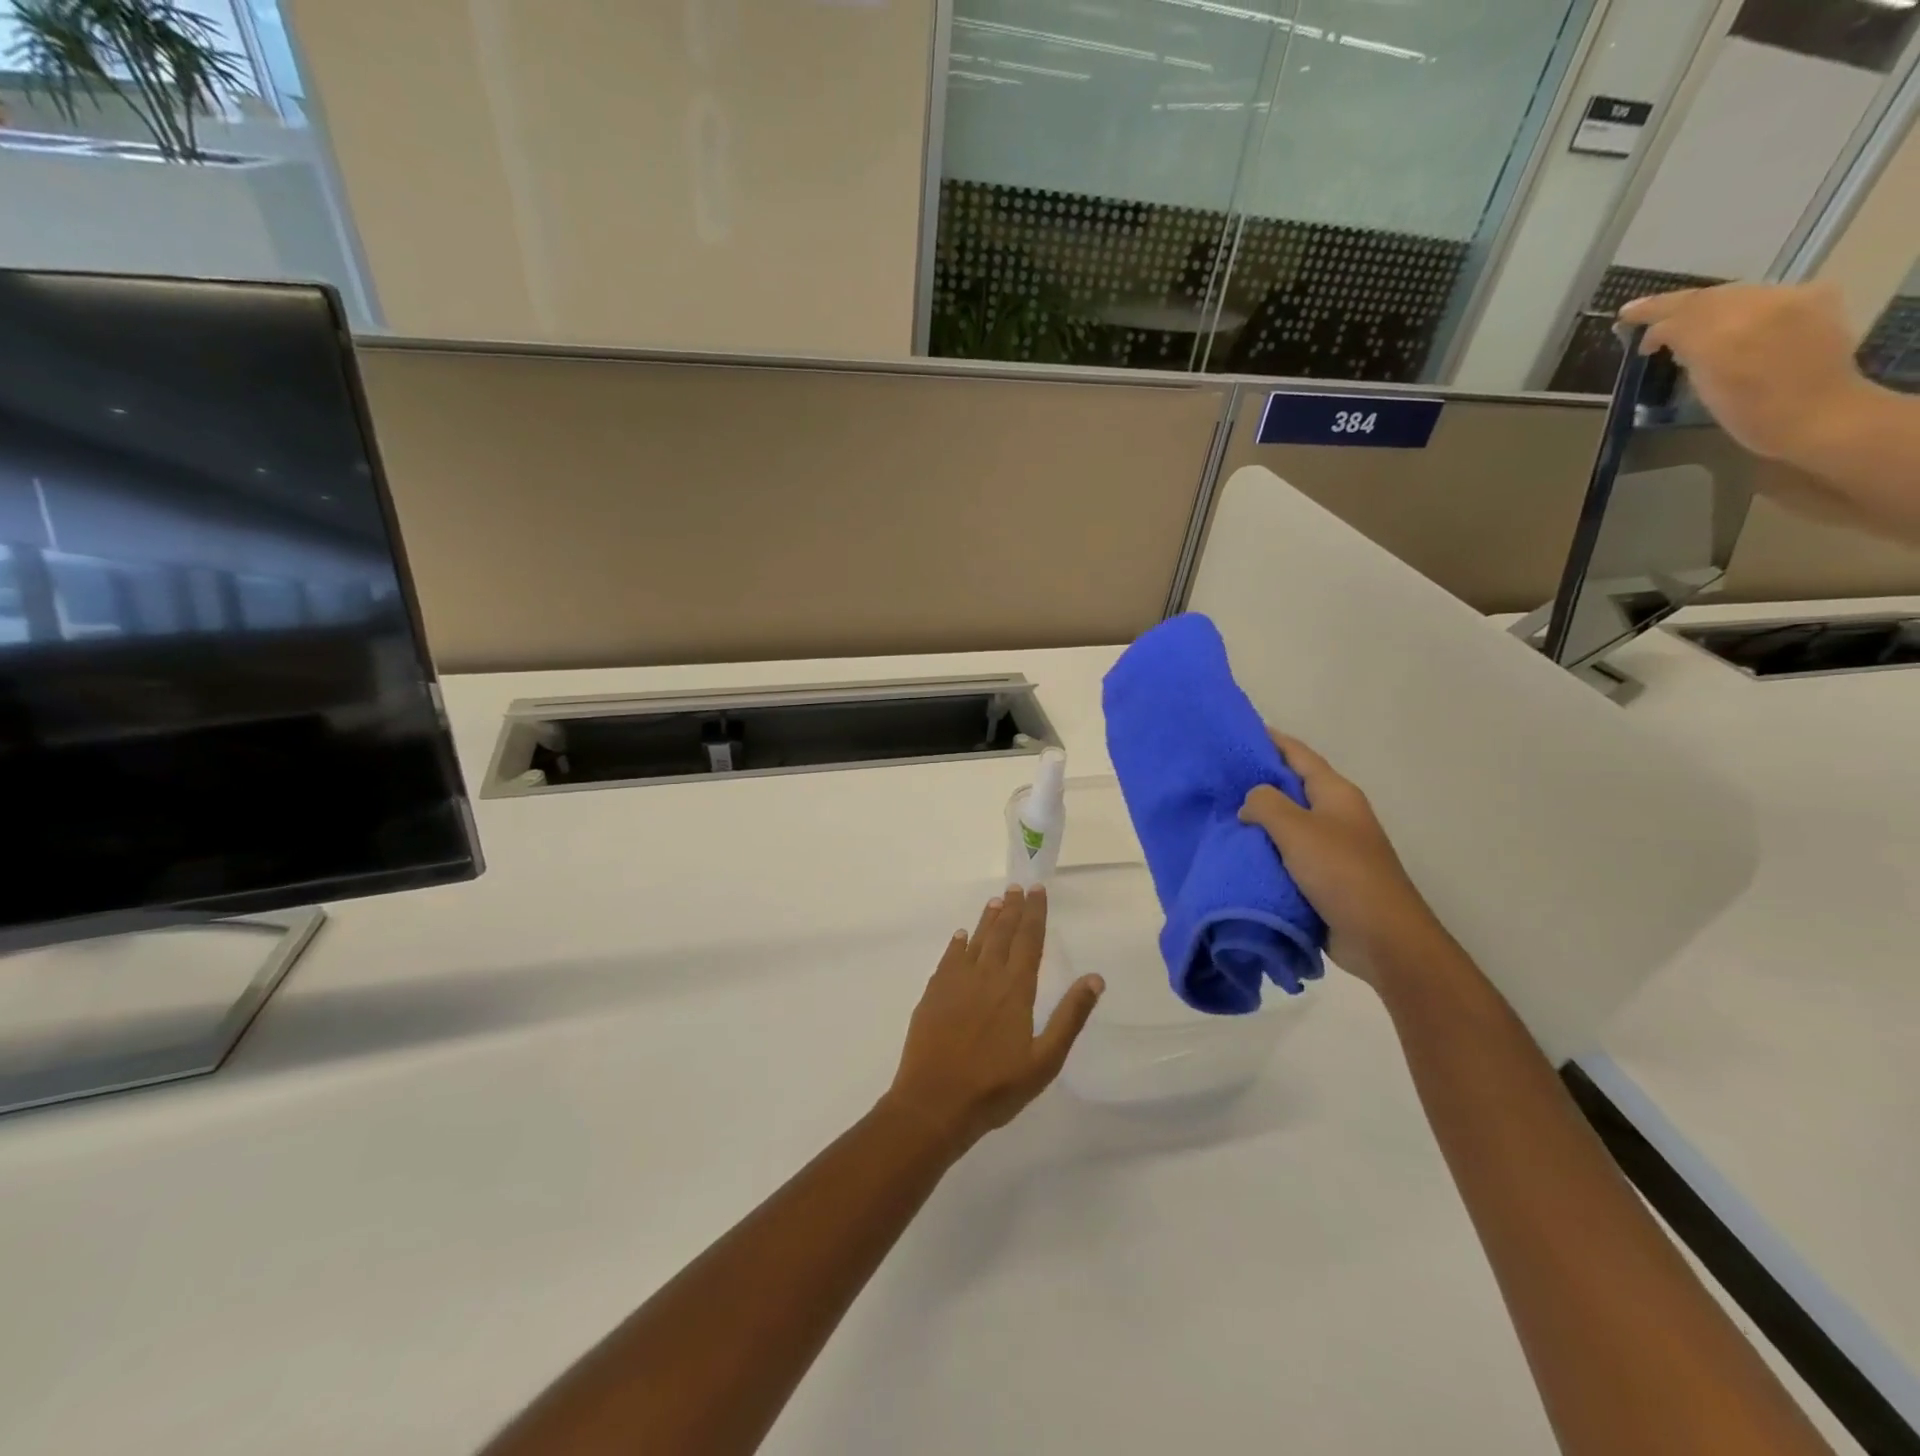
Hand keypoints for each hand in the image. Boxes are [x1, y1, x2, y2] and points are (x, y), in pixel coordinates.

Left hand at [885, 886, 1103, 1151]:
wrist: (934, 1102)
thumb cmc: (996, 1087)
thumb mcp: (1044, 1060)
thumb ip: (1069, 1017)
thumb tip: (1094, 978)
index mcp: (1015, 989)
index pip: (1029, 941)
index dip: (1035, 914)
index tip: (1038, 890)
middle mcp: (986, 976)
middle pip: (1002, 934)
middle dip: (1012, 909)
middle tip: (1018, 887)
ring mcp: (956, 983)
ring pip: (976, 941)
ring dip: (988, 920)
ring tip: (996, 901)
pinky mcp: (933, 994)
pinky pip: (949, 959)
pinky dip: (958, 944)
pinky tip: (962, 936)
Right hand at [1238, 734, 1443, 987]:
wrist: (1383, 938)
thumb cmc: (1342, 874)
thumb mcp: (1298, 830)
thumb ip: (1266, 804)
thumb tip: (1249, 802)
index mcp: (1336, 794)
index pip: (1297, 754)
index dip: (1268, 740)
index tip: (1233, 734)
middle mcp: (1335, 814)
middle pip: (1290, 787)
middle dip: (1255, 781)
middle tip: (1214, 777)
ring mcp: (1330, 846)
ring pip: (1286, 823)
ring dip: (1256, 820)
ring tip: (1217, 814)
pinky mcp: (1323, 877)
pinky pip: (1286, 854)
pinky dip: (1263, 850)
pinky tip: (1236, 852)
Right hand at [1618, 282, 1874, 467]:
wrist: (1819, 415)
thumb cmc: (1751, 415)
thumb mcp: (1704, 386)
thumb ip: (1686, 350)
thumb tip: (1667, 335)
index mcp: (1726, 333)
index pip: (1681, 312)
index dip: (1651, 312)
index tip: (1624, 318)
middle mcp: (1762, 305)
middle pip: (1709, 297)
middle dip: (1676, 306)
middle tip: (1646, 317)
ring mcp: (1793, 298)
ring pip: (1735, 293)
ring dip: (1705, 305)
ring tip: (1683, 322)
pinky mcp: (1816, 299)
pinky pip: (1765, 294)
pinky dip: (1739, 305)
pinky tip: (1730, 322)